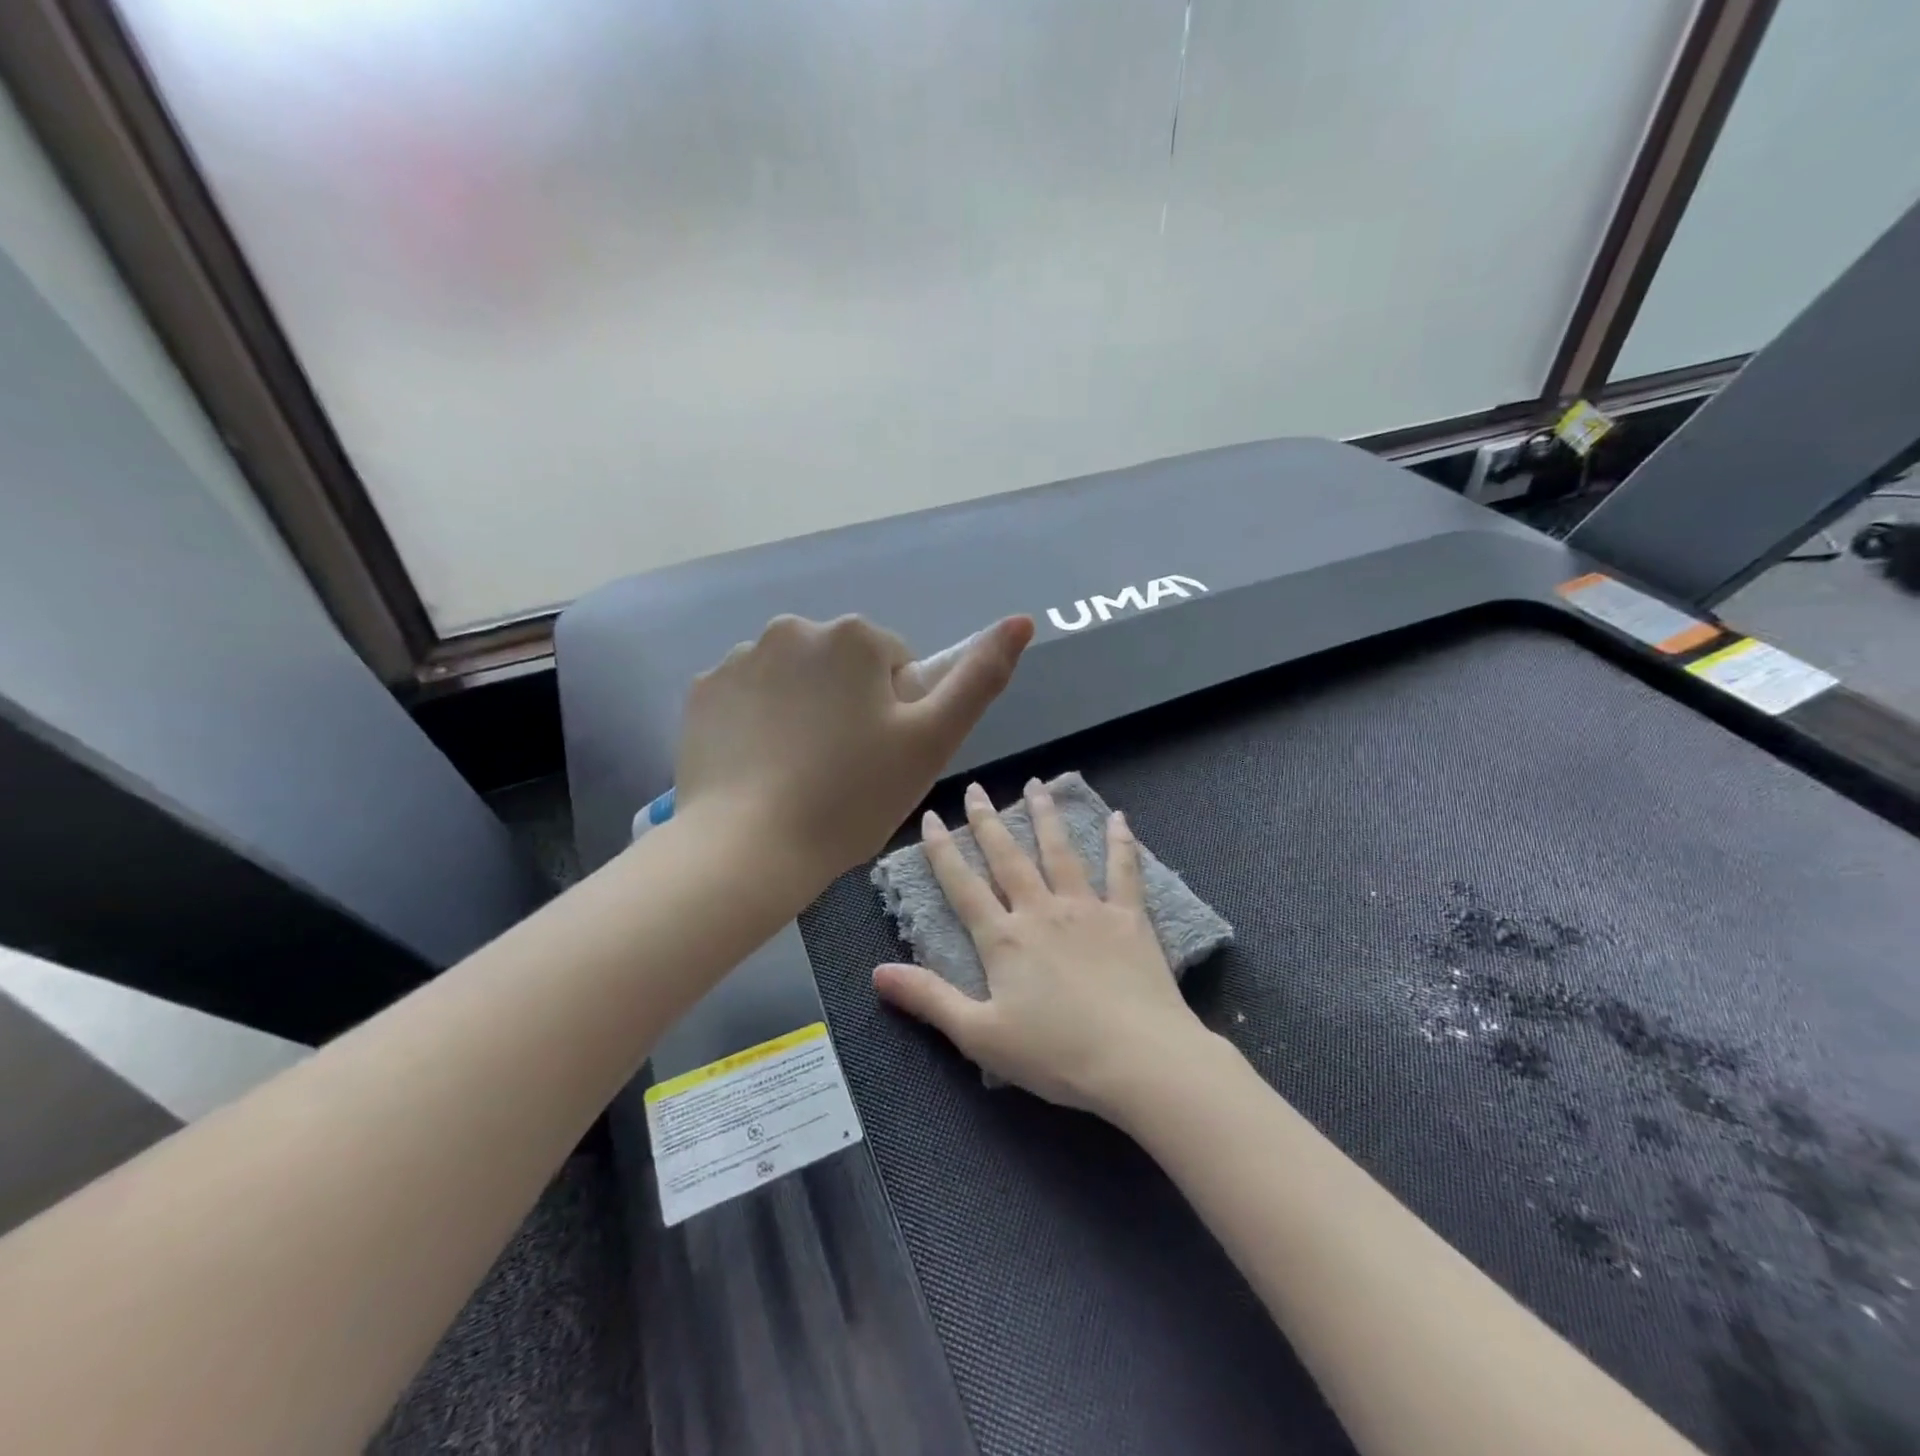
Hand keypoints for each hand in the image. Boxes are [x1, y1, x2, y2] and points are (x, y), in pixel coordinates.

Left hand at [674, 614, 1032, 886]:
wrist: (748, 849)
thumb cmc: (852, 797)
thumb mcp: (933, 741)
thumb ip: (980, 677)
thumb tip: (1023, 620)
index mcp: (854, 635)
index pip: (894, 667)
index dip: (897, 714)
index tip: (881, 758)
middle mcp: (793, 628)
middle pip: (842, 667)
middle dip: (850, 705)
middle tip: (844, 769)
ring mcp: (740, 657)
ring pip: (796, 680)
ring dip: (805, 711)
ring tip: (800, 772)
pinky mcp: (703, 689)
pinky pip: (750, 696)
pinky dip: (760, 721)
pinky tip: (761, 766)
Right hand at [873, 779, 1214, 1117]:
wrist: (1139, 1060)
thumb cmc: (1056, 1054)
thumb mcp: (980, 1035)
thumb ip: (929, 999)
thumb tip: (876, 972)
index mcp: (1004, 939)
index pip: (963, 885)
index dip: (943, 850)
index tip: (932, 817)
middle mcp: (1042, 911)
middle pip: (1009, 857)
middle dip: (988, 821)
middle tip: (976, 788)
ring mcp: (1088, 909)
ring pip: (1061, 852)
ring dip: (1046, 816)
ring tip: (1036, 785)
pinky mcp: (1129, 918)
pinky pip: (1124, 871)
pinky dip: (1120, 843)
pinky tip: (1119, 817)